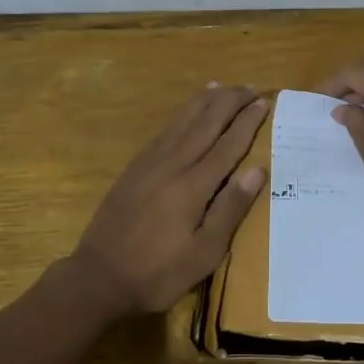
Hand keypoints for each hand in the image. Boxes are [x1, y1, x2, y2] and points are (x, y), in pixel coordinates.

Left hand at [70, 84, 269, 314]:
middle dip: (229, 102)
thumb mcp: (204, 253)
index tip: (264, 101)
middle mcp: (172, 165)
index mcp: (193, 186)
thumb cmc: (158, 273)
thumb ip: (230, 210)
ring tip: (221, 86)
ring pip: (182, 122)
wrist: (98, 277)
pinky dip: (180, 115)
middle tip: (251, 87)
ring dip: (204, 101)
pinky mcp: (134, 169)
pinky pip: (164, 131)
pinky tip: (186, 113)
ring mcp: (149, 164)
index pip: (227, 145)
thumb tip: (256, 170)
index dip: (247, 122)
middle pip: (205, 124)